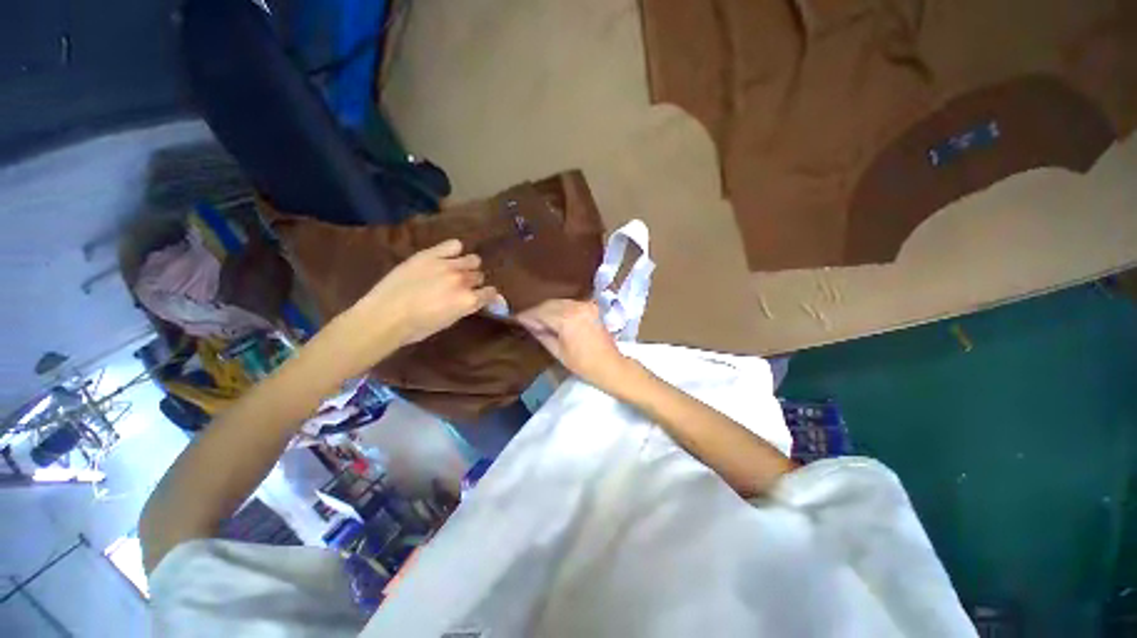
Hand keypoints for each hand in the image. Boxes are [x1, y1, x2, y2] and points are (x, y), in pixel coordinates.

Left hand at [344, 239, 499, 350]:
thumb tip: (472, 299)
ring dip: (467, 266)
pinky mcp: (431, 255)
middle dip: (473, 282)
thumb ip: (465, 307)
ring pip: (472, 259)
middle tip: (460, 287)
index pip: (491, 293)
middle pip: (479, 276)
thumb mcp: (448, 322)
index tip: (481, 297)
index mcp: (469, 301)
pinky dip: (455, 250)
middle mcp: (464, 281)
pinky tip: (447, 256)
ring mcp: (448, 265)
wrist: (385, 316)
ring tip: (454, 270)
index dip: (486, 295)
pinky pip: (454, 245)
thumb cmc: (417, 327)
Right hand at [517, 299, 633, 390]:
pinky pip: (569, 303)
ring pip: (559, 302)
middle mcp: (576, 306)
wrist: (610, 365)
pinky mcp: (591, 306)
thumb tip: (528, 324)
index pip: (541, 312)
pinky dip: (559, 308)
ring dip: (547, 309)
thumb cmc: (583, 364)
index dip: (527, 315)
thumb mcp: (558, 352)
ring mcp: (585, 305)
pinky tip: (553, 316)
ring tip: (537, 319)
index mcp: (567, 319)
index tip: (516, 318)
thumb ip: (542, 334)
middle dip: (536, 311)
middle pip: (549, 304)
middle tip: (525, 320)